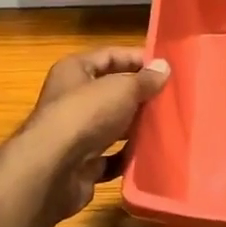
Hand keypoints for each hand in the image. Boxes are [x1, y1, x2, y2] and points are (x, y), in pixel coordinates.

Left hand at [21, 47, 170, 220]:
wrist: (54, 170)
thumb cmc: (85, 115)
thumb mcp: (121, 89)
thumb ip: (144, 79)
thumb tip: (163, 67)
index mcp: (74, 71)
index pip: (110, 56)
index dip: (137, 58)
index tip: (167, 68)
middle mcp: (71, 99)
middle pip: (111, 92)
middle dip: (140, 95)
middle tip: (171, 98)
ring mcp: (75, 133)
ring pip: (112, 125)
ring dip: (135, 127)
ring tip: (166, 125)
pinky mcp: (81, 164)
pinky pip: (110, 157)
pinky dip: (127, 156)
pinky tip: (148, 155)